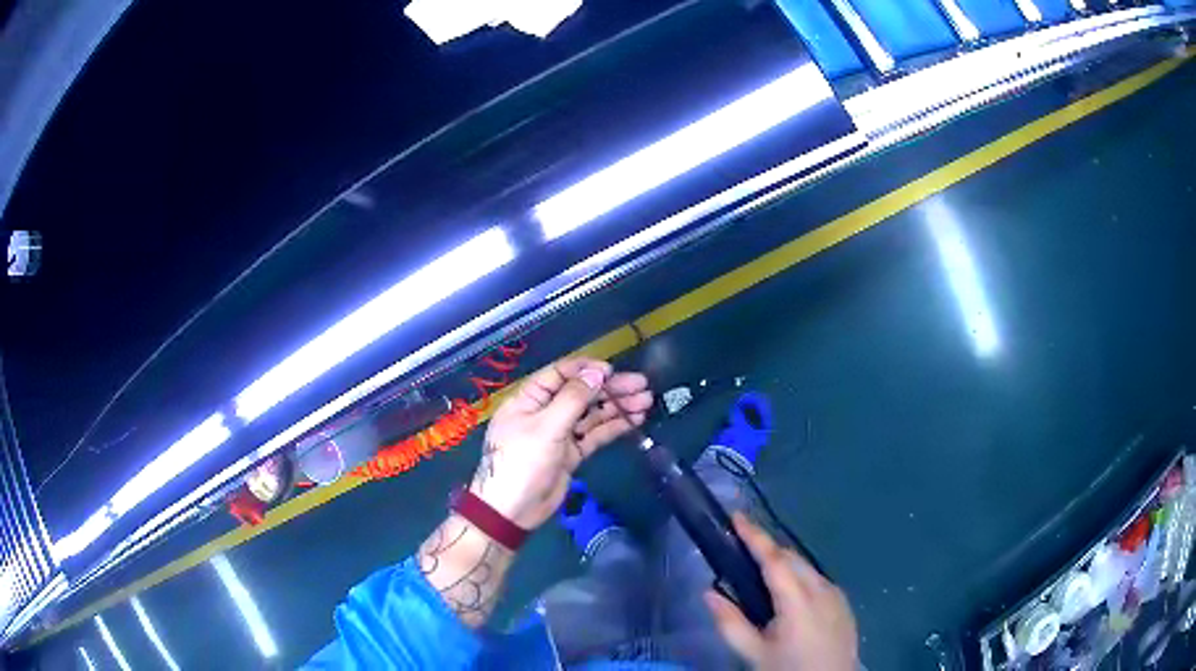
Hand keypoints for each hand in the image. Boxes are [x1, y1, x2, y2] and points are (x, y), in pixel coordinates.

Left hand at [468, 357, 651, 528]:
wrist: (512, 511)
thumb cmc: (521, 462)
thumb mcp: (546, 427)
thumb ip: (573, 399)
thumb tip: (596, 373)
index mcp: (530, 399)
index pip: (560, 374)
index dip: (587, 370)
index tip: (613, 371)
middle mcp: (545, 412)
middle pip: (581, 393)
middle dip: (610, 389)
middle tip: (642, 386)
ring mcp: (559, 434)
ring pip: (591, 414)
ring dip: (617, 407)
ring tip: (646, 401)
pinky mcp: (571, 453)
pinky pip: (594, 435)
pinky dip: (613, 427)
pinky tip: (635, 420)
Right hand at [706, 514, 857, 670]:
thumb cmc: (789, 669)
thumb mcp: (754, 653)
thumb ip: (730, 623)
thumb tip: (708, 592)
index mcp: (797, 601)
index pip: (774, 559)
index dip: (755, 536)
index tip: (737, 516)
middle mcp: (821, 589)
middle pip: (792, 557)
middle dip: (767, 547)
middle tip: (741, 544)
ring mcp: (836, 594)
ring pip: (806, 567)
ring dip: (783, 561)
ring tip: (760, 570)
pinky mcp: (843, 602)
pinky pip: (818, 579)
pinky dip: (799, 575)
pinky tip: (788, 593)